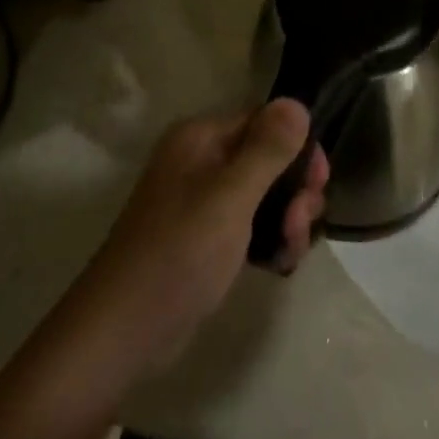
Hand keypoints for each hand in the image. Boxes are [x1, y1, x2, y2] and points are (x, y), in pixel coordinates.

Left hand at [77, 100, 328, 364]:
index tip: (319, 184)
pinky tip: (279, 263)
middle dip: (295, 189)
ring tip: (290, 252)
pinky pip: (250, 223)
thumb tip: (297, 102)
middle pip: (269, 157)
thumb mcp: (230, 198)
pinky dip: (269, 238)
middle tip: (301, 225)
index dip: (298, 147)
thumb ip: (267, 149)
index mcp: (201, 138)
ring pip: (264, 193)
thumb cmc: (178, 255)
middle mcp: (201, 159)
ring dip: (287, 218)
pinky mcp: (203, 238)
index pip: (265, 120)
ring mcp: (201, 200)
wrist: (119, 336)